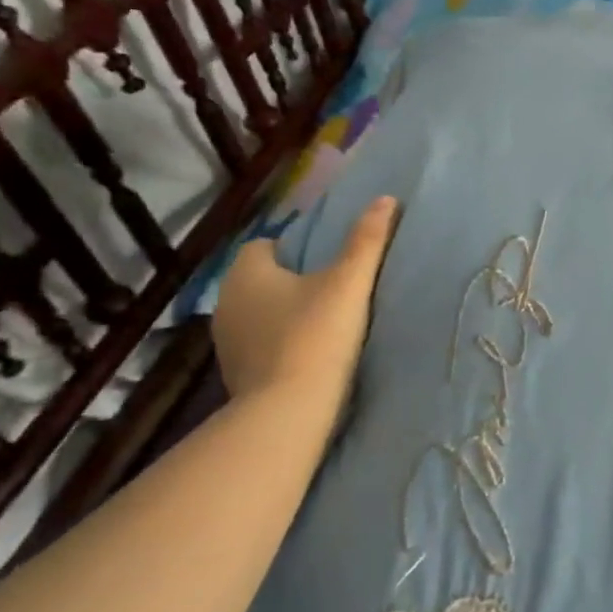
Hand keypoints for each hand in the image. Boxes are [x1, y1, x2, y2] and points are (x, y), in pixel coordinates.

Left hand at [211, 196, 398, 406]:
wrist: (288, 411)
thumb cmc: (316, 336)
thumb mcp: (349, 282)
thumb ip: (367, 240)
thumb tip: (386, 199)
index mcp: (246, 272)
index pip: (263, 245)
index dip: (294, 249)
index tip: (327, 262)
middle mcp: (226, 302)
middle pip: (261, 280)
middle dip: (291, 282)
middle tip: (333, 290)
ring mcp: (226, 341)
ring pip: (259, 314)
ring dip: (284, 315)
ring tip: (325, 324)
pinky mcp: (236, 374)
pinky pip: (260, 345)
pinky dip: (279, 345)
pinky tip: (309, 355)